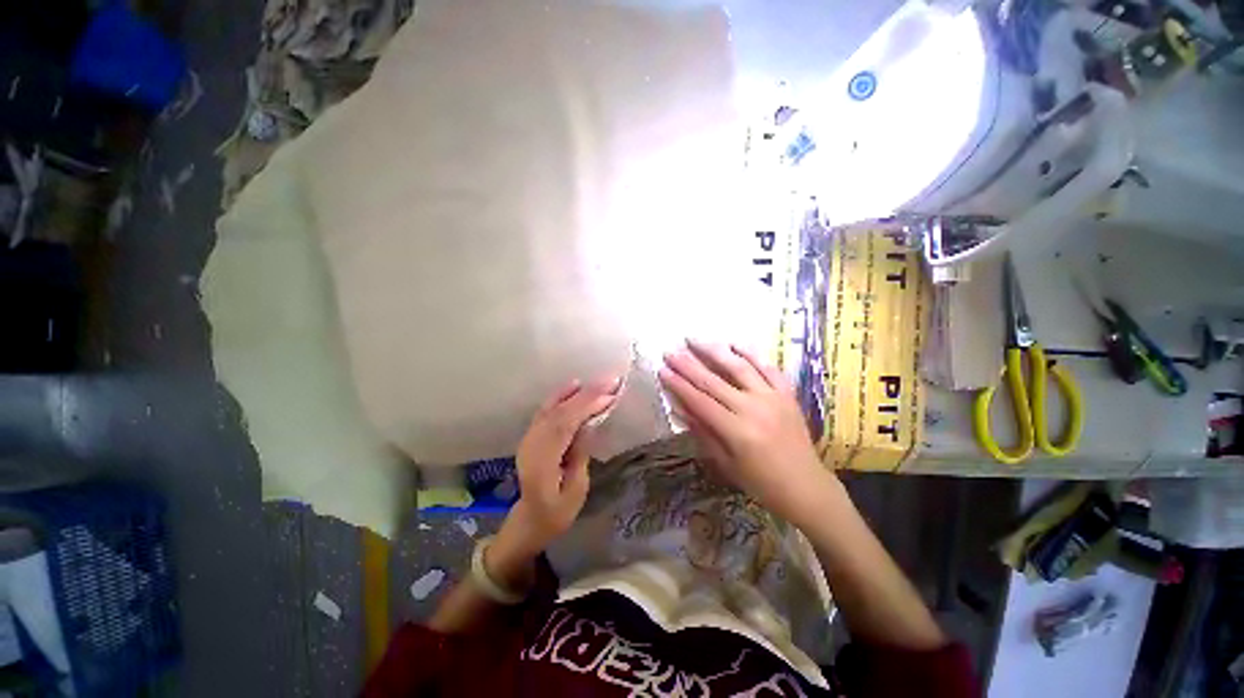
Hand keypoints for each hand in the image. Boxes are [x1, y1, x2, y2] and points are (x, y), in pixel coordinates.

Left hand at [496, 378, 620, 561]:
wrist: (530, 519)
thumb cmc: (557, 513)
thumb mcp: (576, 491)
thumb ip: (579, 455)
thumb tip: (588, 424)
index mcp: (542, 462)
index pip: (565, 425)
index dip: (587, 407)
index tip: (610, 395)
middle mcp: (532, 445)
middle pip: (559, 412)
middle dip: (586, 394)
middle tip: (611, 381)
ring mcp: (529, 438)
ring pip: (551, 408)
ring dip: (575, 392)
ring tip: (597, 381)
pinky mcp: (532, 435)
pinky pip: (546, 410)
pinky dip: (560, 396)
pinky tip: (573, 386)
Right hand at [658, 341, 838, 525]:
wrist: (806, 487)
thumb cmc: (761, 482)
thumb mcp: (726, 463)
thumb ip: (703, 432)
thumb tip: (680, 407)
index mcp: (737, 431)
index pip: (700, 401)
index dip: (679, 384)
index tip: (662, 369)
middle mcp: (754, 408)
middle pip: (714, 381)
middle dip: (688, 364)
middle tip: (670, 351)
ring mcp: (773, 398)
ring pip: (739, 367)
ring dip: (714, 351)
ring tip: (695, 339)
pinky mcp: (787, 394)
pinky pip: (768, 368)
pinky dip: (751, 354)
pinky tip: (734, 343)